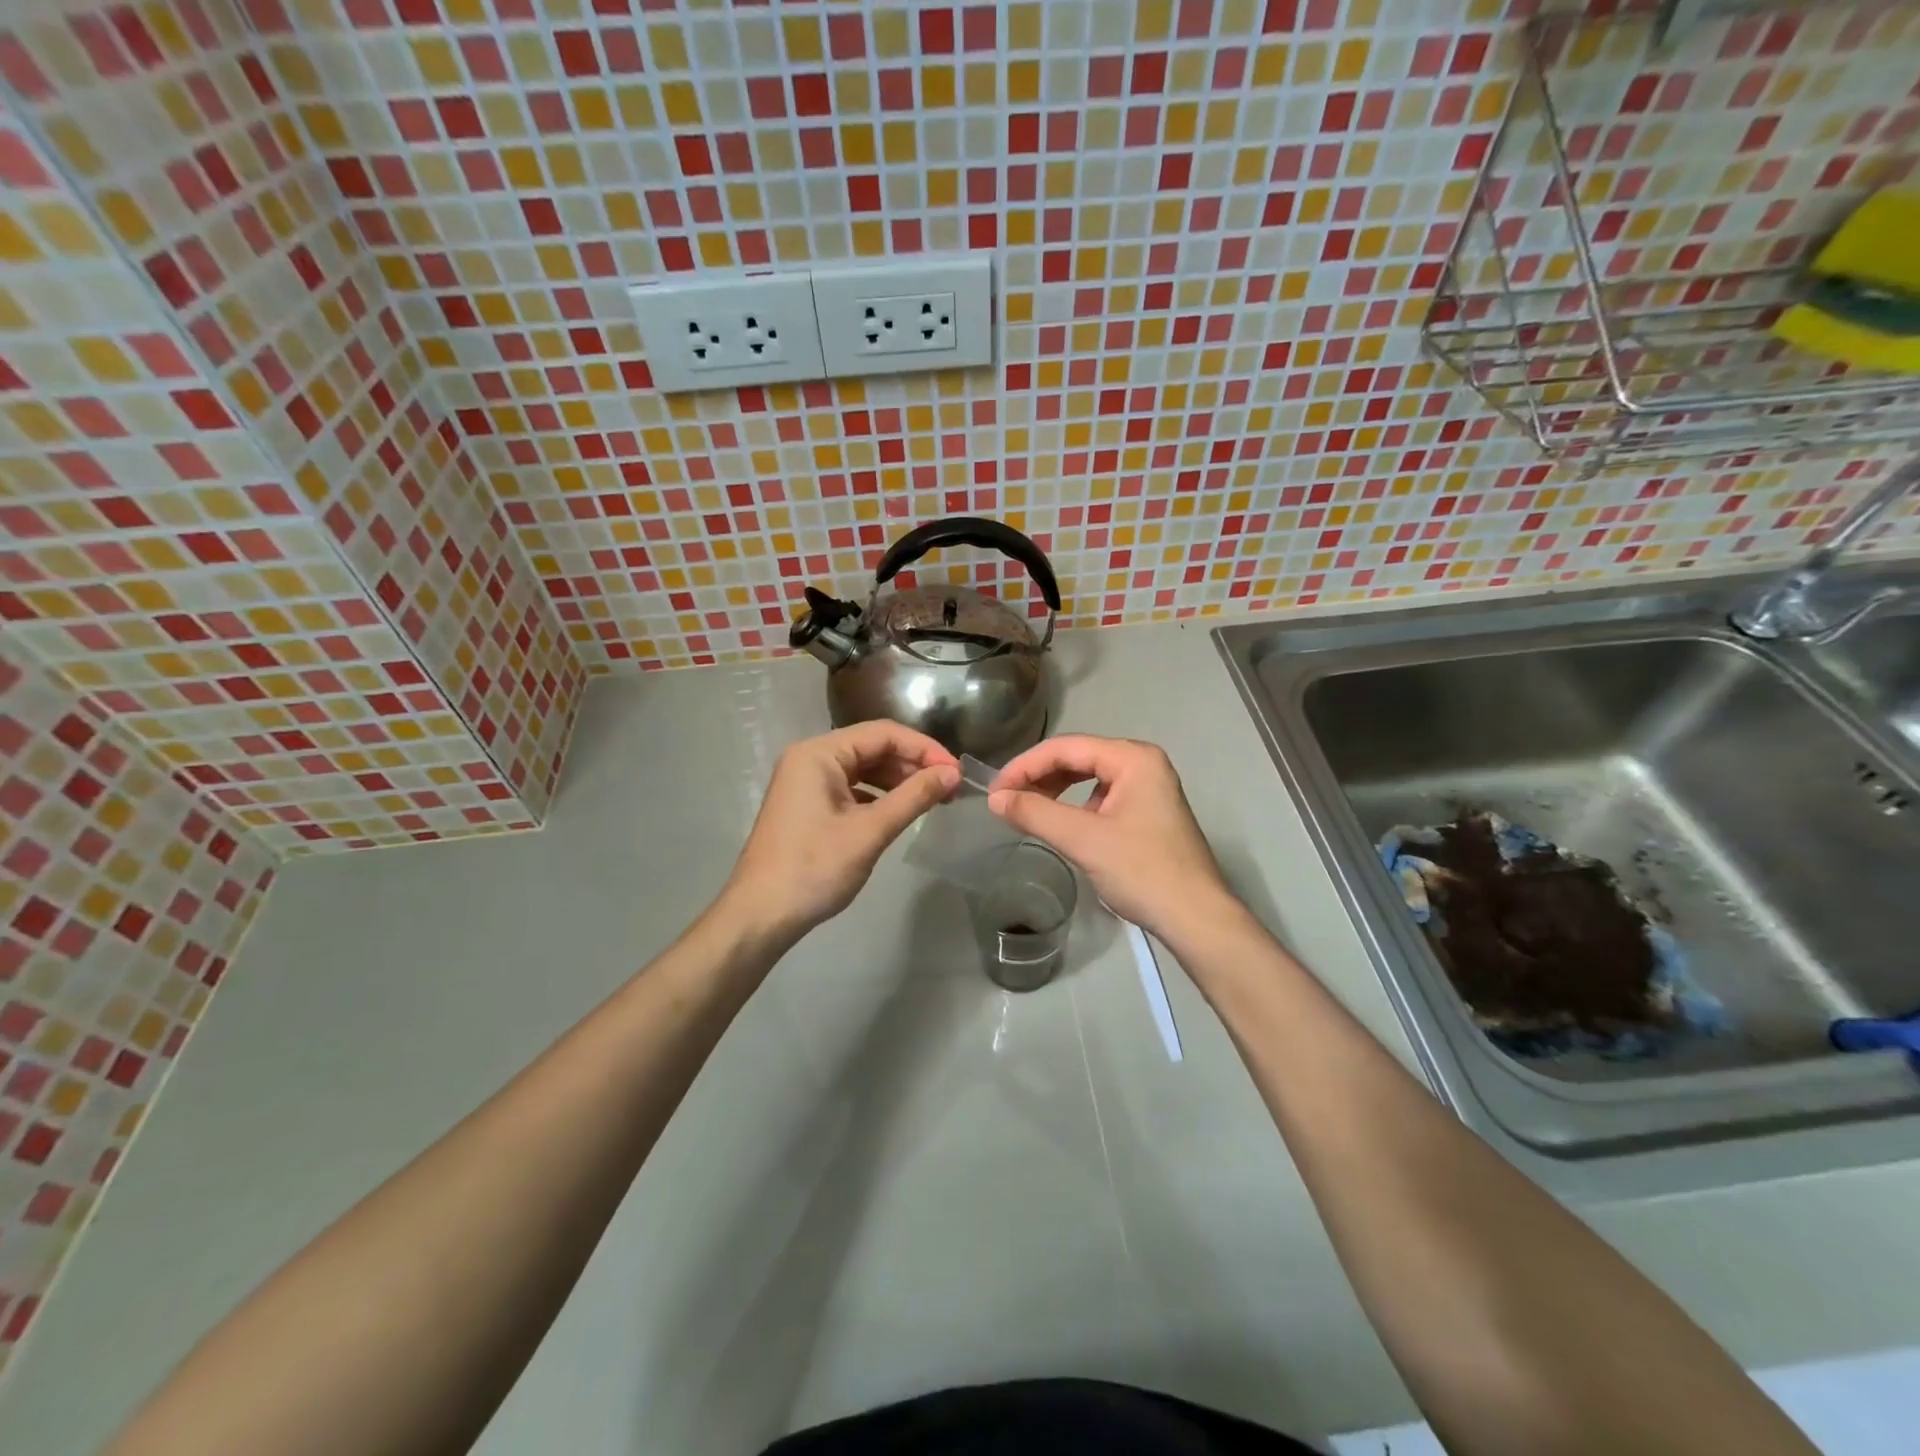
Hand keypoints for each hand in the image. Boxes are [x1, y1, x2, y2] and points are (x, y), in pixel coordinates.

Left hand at [724, 722, 960, 938]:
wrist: (760, 916)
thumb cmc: (814, 869)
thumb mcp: (870, 831)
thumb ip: (913, 797)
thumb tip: (952, 773)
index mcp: (818, 753)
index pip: (882, 733)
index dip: (924, 748)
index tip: (956, 770)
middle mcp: (810, 758)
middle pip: (872, 747)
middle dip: (912, 764)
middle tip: (950, 787)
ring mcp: (806, 782)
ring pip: (863, 768)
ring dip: (898, 780)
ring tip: (933, 798)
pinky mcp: (808, 805)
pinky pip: (851, 788)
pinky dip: (879, 796)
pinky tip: (901, 811)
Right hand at [988, 735, 1233, 941]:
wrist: (1195, 918)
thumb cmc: (1142, 871)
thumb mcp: (1083, 840)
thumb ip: (1035, 813)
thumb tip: (995, 799)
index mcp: (1133, 758)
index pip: (1066, 747)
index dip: (1025, 766)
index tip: (995, 791)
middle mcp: (1143, 764)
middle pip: (1078, 758)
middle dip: (1039, 776)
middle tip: (1006, 800)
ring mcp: (1148, 788)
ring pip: (1088, 777)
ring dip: (1055, 790)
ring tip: (1026, 810)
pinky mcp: (1147, 813)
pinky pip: (1101, 797)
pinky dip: (1074, 806)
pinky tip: (1060, 824)